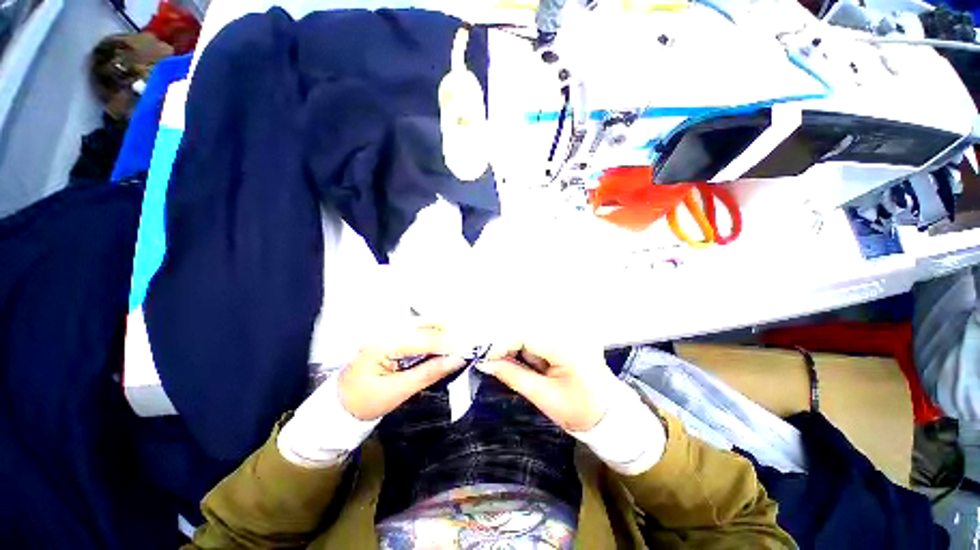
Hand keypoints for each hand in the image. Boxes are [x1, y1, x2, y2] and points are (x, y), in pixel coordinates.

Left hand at [338, 324, 465, 420]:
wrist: (340, 406)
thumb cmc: (365, 402)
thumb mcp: (398, 391)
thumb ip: (428, 373)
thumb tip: (457, 359)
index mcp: (383, 344)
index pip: (424, 339)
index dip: (449, 344)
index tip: (468, 350)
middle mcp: (386, 331)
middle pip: (425, 325)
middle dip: (448, 335)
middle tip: (466, 347)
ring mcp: (388, 331)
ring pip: (424, 325)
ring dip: (443, 334)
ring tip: (458, 347)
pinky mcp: (392, 336)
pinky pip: (418, 332)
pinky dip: (433, 337)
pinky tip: (443, 346)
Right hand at [480, 338, 619, 431]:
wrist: (608, 412)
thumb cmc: (579, 410)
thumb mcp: (543, 397)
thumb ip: (513, 375)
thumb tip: (484, 362)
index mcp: (568, 348)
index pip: (526, 335)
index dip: (501, 343)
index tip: (482, 356)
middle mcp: (569, 332)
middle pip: (526, 328)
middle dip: (505, 343)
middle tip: (488, 358)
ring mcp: (569, 331)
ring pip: (530, 330)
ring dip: (514, 344)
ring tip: (505, 359)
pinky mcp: (566, 334)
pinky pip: (537, 335)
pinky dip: (524, 345)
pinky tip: (520, 357)